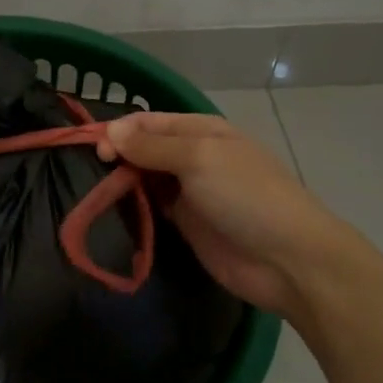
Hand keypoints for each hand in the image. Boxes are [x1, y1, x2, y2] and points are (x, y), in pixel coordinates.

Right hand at [98, 112, 363, 323]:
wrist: (290, 260)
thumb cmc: (246, 195)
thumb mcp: (199, 159)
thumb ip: (152, 146)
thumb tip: (111, 131)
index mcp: (201, 131)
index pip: (149, 122)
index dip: (120, 130)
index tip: (93, 148)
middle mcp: (194, 156)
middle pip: (144, 148)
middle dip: (118, 155)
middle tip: (92, 172)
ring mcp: (190, 192)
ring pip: (145, 178)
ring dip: (122, 182)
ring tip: (93, 191)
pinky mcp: (186, 224)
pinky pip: (152, 208)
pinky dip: (134, 207)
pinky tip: (111, 211)